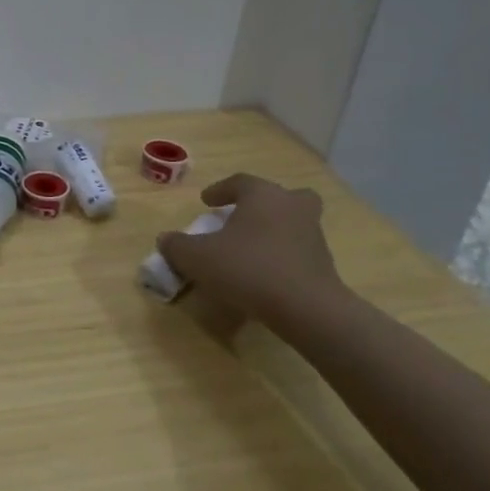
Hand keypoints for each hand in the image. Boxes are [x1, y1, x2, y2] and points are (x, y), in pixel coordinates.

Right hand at [156, 173, 345, 327]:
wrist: (306, 308)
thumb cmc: (248, 268)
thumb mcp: (196, 257)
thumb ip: (176, 245)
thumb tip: (165, 240)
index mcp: (263, 196)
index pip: (240, 182)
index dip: (220, 190)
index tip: (206, 201)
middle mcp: (292, 207)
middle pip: (280, 196)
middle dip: (261, 204)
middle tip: (242, 217)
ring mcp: (313, 235)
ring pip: (292, 222)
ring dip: (273, 229)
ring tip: (250, 248)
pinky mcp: (324, 264)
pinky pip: (298, 249)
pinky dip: (283, 255)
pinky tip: (264, 273)